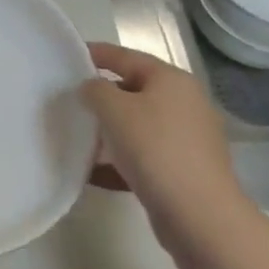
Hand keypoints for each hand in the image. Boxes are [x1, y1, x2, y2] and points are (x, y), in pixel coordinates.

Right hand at [81, 42, 245, 238]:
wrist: (199, 215)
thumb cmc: (154, 148)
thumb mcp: (114, 109)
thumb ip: (95, 90)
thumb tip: (92, 89)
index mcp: (171, 80)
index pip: (127, 56)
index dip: (97, 53)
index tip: (69, 56)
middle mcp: (184, 104)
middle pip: (134, 91)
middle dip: (101, 97)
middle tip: (70, 101)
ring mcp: (187, 140)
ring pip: (138, 127)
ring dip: (108, 132)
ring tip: (77, 138)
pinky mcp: (183, 172)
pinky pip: (143, 158)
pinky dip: (119, 162)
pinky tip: (92, 173)